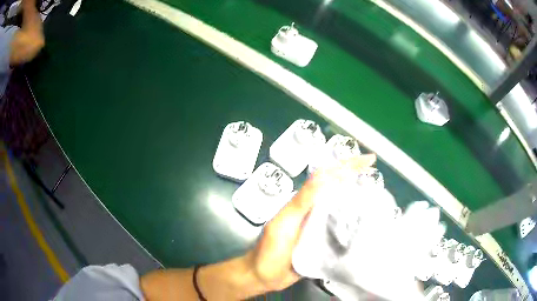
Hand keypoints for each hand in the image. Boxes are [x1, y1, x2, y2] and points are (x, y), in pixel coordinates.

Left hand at [244, 154, 376, 291]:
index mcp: (304, 203)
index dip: (347, 165)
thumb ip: (302, 201)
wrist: (264, 276)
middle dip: (356, 177)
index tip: (368, 160)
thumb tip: (324, 176)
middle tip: (376, 173)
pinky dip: (354, 221)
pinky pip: (342, 227)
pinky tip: (365, 223)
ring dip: (358, 197)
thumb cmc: (270, 250)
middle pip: (337, 188)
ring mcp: (319, 227)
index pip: (328, 176)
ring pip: (342, 206)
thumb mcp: (284, 223)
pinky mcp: (324, 242)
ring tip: (376, 194)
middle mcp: (314, 211)